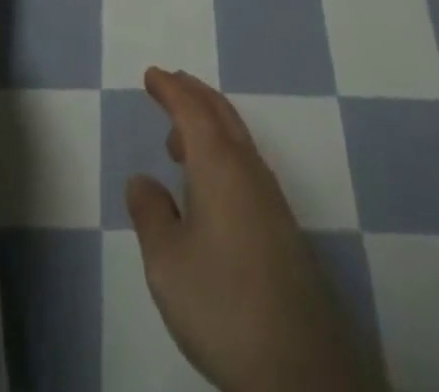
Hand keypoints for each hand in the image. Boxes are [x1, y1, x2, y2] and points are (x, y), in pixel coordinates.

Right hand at [125, 69, 380, 391]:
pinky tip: (209, 182)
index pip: (192, 109)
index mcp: (218, 163)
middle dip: (193, 93)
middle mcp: (248, 167)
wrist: (297, 364)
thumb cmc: (221, 302)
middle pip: (220, 113)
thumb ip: (150, 214)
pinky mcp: (280, 224)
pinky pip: (245, 162)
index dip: (170, 89)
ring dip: (208, 122)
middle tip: (169, 83)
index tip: (151, 74)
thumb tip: (141, 180)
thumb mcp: (167, 263)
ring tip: (179, 136)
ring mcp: (269, 195)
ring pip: (236, 137)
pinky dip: (222, 150)